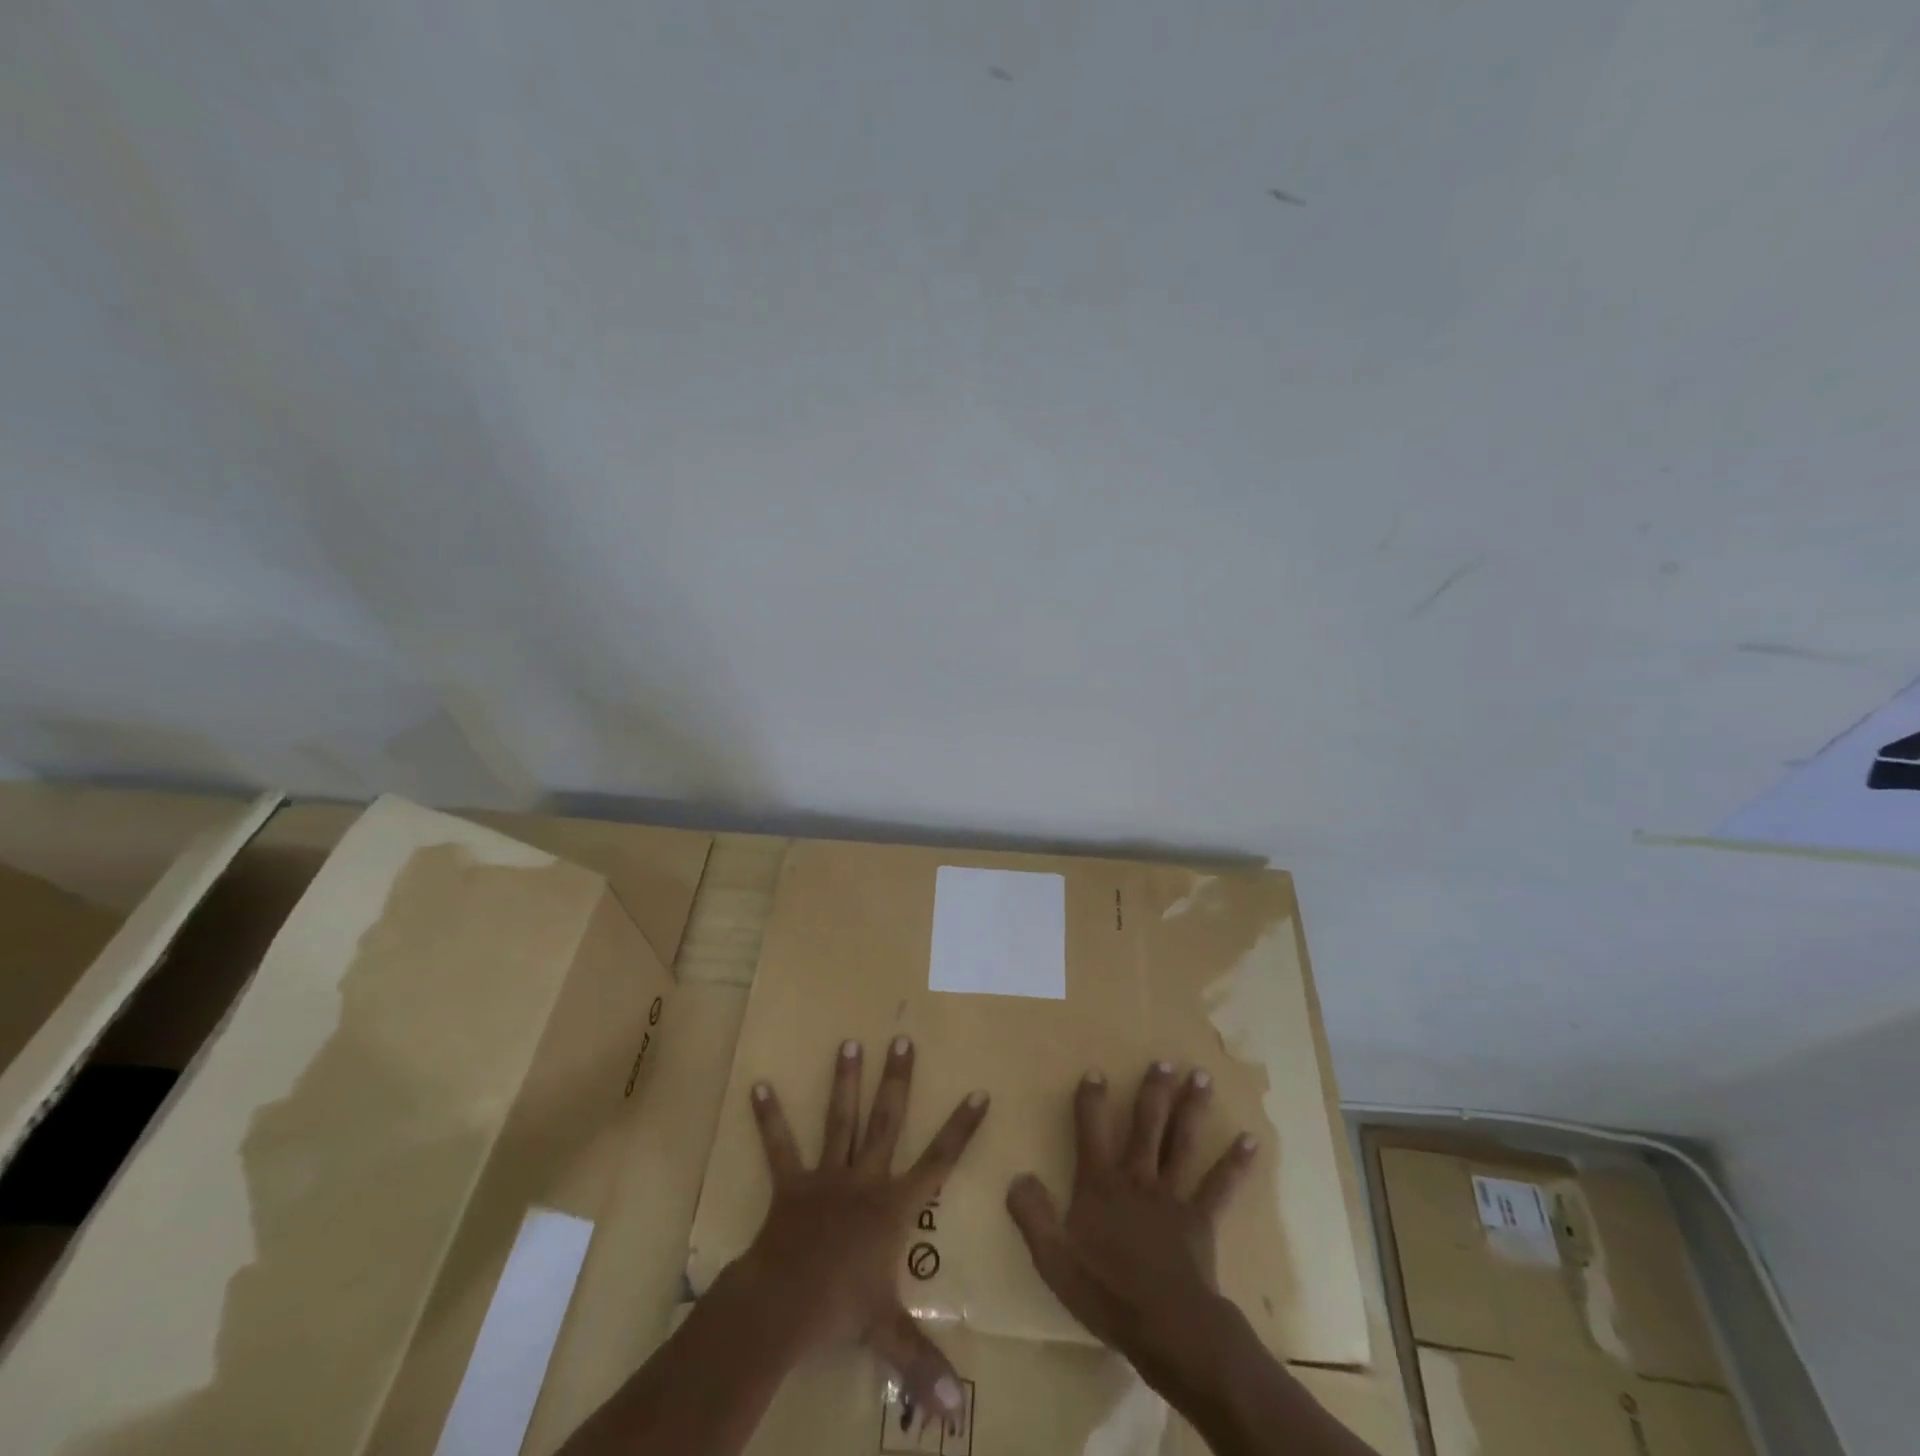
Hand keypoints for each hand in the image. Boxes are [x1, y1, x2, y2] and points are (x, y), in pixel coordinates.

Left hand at [740, 1036, 987, 1422]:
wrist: (782, 1306)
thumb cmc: (840, 1312)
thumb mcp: (887, 1335)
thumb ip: (924, 1365)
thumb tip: (958, 1414)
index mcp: (893, 1207)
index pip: (939, 1161)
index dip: (961, 1128)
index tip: (978, 1091)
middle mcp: (864, 1179)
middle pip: (887, 1121)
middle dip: (898, 1080)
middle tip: (902, 1037)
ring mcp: (827, 1177)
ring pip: (841, 1120)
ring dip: (845, 1082)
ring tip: (848, 1042)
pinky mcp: (791, 1184)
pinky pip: (780, 1147)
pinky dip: (770, 1118)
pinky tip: (759, 1085)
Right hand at [1004, 1060, 1256, 1382]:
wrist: (1166, 1327)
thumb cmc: (1106, 1291)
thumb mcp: (1053, 1257)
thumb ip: (1032, 1213)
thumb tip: (1017, 1176)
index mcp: (1100, 1184)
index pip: (1091, 1130)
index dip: (1091, 1100)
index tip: (1096, 1072)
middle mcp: (1137, 1177)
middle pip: (1146, 1124)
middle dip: (1153, 1090)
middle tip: (1165, 1061)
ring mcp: (1172, 1195)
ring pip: (1181, 1142)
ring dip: (1192, 1108)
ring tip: (1201, 1076)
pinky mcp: (1201, 1219)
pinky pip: (1220, 1186)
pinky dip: (1236, 1163)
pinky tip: (1251, 1139)